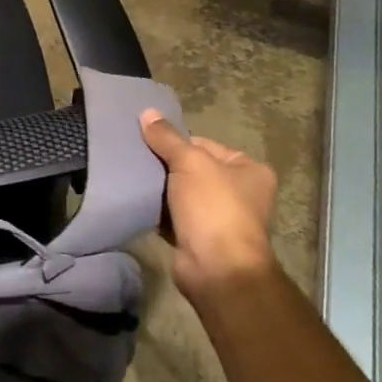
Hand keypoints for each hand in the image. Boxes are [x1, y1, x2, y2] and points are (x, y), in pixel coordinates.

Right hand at [139, 110, 277, 302]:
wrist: (216, 269)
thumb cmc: (213, 208)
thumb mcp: (189, 163)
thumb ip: (167, 138)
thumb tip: (147, 112)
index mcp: (249, 169)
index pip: (204, 144)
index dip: (175, 143)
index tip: (147, 144)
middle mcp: (240, 192)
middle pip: (191, 168)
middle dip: (164, 166)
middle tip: (135, 160)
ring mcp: (220, 217)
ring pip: (180, 192)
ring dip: (159, 189)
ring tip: (132, 179)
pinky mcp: (199, 237)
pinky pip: (173, 215)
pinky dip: (158, 211)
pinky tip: (138, 202)